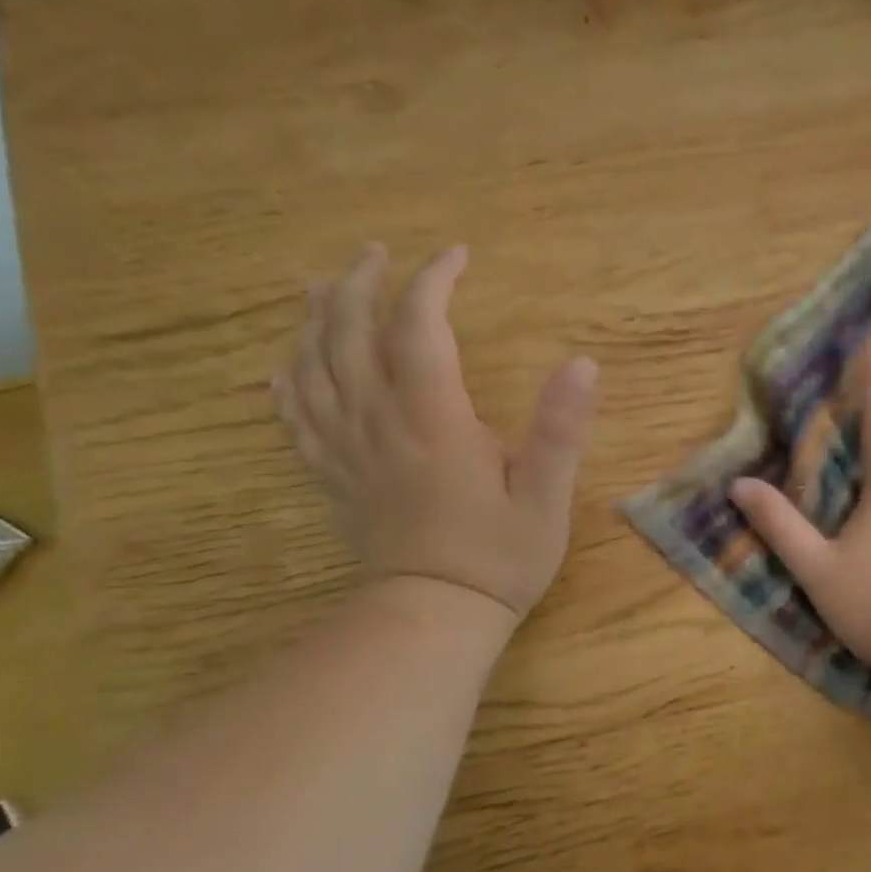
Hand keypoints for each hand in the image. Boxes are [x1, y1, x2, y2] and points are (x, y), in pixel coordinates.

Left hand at [275, 243, 597, 623]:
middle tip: (376, 255)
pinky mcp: (334, 477)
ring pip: (312, 366)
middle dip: (360, 284)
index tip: (456, 256)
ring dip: (315, 319)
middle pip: (349, 332)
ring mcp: (348, 450)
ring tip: (323, 289)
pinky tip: (286, 366)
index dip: (433, 281)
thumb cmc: (498, 558)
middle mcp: (379, 422)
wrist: (435, 616)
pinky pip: (295, 418)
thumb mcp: (546, 498)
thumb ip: (561, 430)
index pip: (420, 327)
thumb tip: (584, 363)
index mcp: (434, 420)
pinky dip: (287, 382)